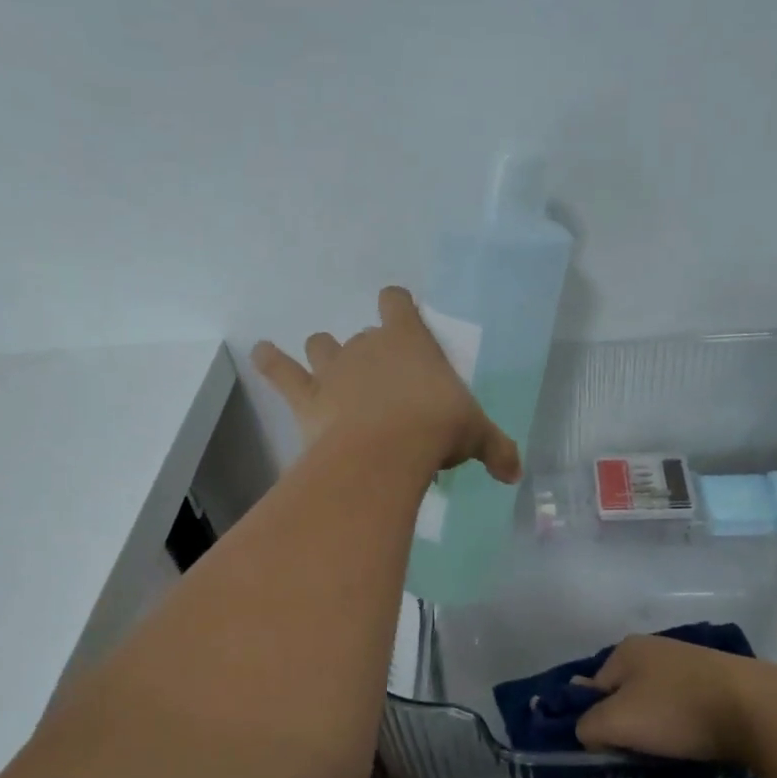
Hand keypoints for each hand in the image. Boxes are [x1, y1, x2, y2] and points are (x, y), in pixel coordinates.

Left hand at [253, 287, 522, 481]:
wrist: (387, 451)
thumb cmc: (437, 429)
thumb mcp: (476, 436)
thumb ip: (496, 449)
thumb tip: (515, 474)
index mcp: (410, 342)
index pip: (398, 303)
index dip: (398, 305)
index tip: (401, 314)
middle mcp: (368, 346)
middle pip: (363, 334)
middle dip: (370, 354)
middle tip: (384, 386)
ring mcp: (333, 369)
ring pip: (322, 347)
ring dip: (325, 356)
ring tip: (330, 374)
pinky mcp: (307, 397)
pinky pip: (281, 372)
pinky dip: (270, 362)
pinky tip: (261, 354)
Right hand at [572, 635, 765, 764]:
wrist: (758, 709)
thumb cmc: (677, 711)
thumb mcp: (616, 723)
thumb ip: (587, 726)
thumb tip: (586, 730)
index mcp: (625, 650)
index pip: (592, 688)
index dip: (596, 720)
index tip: (612, 747)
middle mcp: (655, 647)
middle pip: (625, 694)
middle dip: (629, 724)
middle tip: (640, 752)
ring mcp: (689, 660)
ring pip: (657, 702)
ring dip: (658, 727)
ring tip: (671, 750)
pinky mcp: (719, 678)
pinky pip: (687, 705)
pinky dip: (687, 724)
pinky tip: (697, 740)